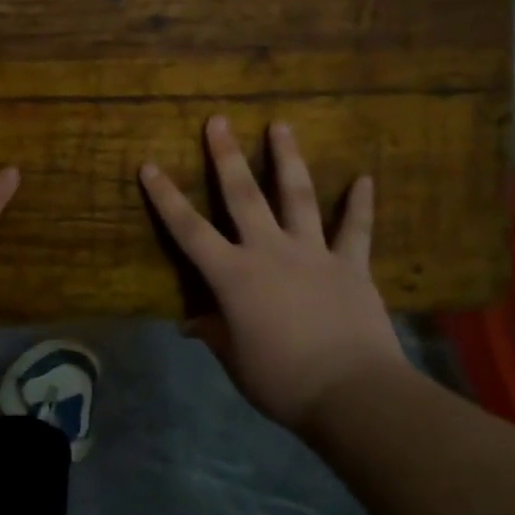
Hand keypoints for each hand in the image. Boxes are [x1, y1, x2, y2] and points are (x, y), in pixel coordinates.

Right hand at [139, 115, 411, 432]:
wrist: (354, 394)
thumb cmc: (282, 381)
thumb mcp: (235, 360)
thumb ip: (214, 333)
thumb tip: (190, 324)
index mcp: (234, 276)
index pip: (189, 230)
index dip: (166, 198)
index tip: (149, 165)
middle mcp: (269, 252)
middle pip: (243, 196)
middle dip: (227, 156)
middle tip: (218, 120)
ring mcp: (313, 254)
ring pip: (297, 197)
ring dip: (288, 159)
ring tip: (281, 125)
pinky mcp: (351, 266)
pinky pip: (356, 230)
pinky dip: (360, 204)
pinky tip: (365, 179)